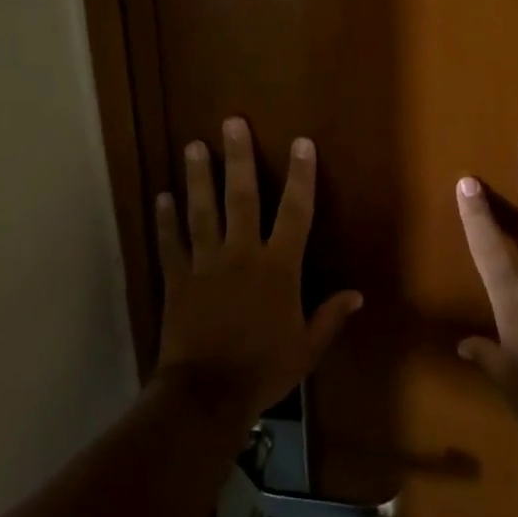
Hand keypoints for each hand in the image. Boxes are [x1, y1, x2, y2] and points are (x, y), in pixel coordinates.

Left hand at [153, 117, 362, 427]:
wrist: (206, 394)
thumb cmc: (263, 369)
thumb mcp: (307, 348)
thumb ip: (330, 317)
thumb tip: (357, 294)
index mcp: (278, 267)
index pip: (295, 212)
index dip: (301, 176)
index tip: (301, 143)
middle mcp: (241, 254)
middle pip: (241, 197)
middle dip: (239, 157)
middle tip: (231, 122)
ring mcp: (205, 264)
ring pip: (202, 211)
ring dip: (198, 177)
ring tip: (193, 145)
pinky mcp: (177, 279)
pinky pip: (171, 243)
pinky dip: (165, 220)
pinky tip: (161, 196)